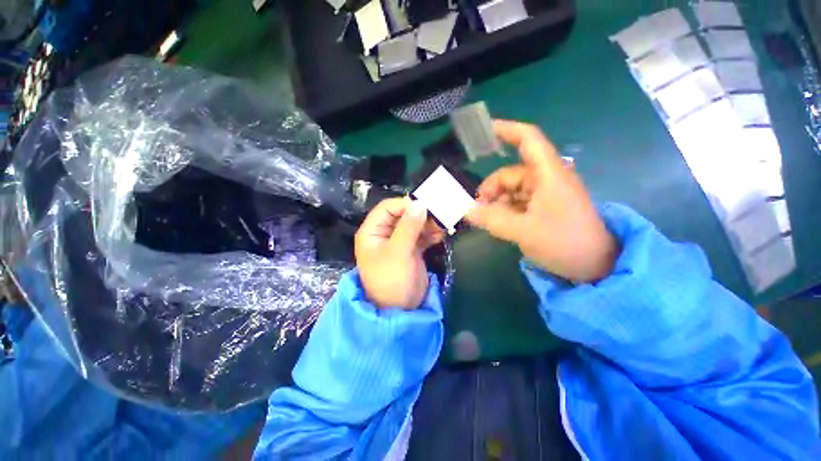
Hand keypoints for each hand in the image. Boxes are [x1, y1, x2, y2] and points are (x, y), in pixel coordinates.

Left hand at [355, 197, 444, 308]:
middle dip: (420, 214)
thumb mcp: (398, 252)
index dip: (405, 204)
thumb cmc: (392, 280)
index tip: (425, 206)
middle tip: (438, 215)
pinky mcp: (411, 249)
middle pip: (402, 214)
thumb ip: (409, 227)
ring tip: (442, 227)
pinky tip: (440, 235)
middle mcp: (384, 233)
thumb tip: (420, 203)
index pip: (387, 207)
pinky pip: (421, 235)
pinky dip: (431, 233)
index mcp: (372, 231)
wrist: (401, 310)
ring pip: (414, 224)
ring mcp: (399, 241)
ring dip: (428, 223)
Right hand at [467, 120, 618, 282]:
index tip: (483, 131)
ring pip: (511, 190)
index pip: (528, 139)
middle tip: (477, 210)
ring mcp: (545, 194)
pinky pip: (518, 202)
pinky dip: (505, 210)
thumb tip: (466, 211)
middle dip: (490, 189)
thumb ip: (491, 219)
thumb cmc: (564, 242)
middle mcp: (546, 179)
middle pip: (510, 173)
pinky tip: (498, 224)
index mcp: (548, 174)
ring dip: (496, 203)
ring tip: (487, 221)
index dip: (506, 130)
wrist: (596, 264)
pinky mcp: (544, 207)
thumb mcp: (524, 231)